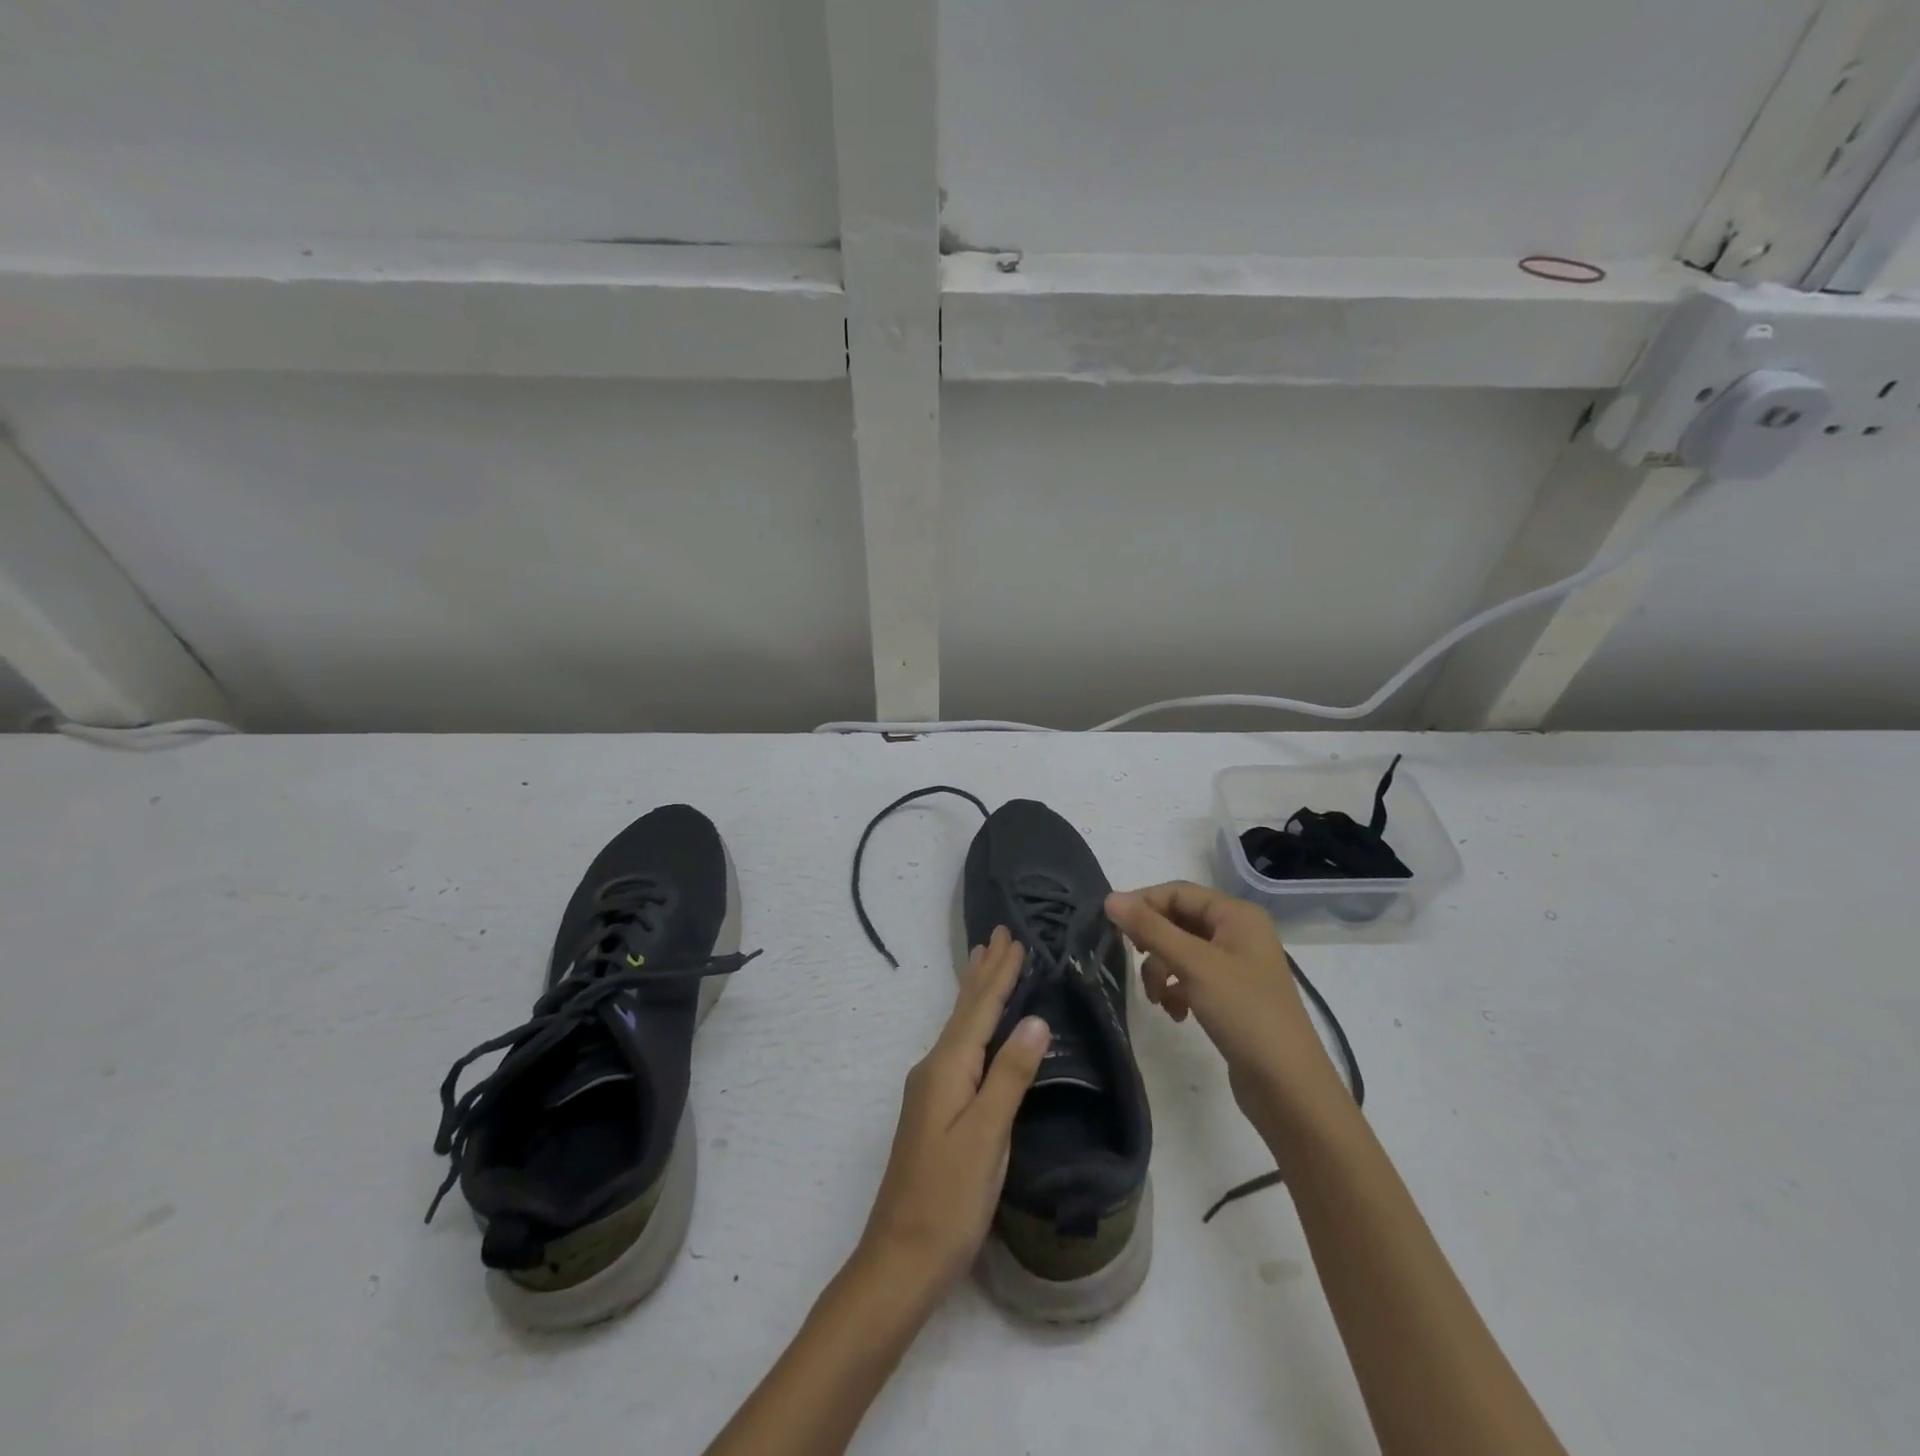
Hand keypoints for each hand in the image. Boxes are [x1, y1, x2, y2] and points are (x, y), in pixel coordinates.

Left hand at [857, 927, 1050, 1295]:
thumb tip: (1035, 1019)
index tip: (1015, 938)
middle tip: (998, 933)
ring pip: (958, 1027)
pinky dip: (971, 1023)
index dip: (999, 974)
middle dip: (984, 972)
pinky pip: (957, 1047)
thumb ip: (1009, 1076)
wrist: (900, 1259)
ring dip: (975, 993)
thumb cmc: (949, 1200)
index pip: (978, 1009)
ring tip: (983, 961)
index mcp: (946, 1069)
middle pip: (963, 1010)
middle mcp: (933, 1069)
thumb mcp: (987, 1137)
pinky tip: (973, 1027)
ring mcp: (929, 1090)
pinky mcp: (933, 1110)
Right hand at [1106, 882, 1343, 1126]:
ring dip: (1161, 970)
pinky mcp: (1231, 995)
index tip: (1112, 927)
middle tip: (1131, 960)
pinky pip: (1191, 977)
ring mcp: (1235, 965)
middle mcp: (1238, 933)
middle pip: (1178, 921)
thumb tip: (1111, 898)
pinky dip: (1176, 990)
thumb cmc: (1244, 1013)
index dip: (1144, 904)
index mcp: (1237, 915)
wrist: (1288, 1087)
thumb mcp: (1194, 965)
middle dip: (1153, 943)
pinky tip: (1175, 1013)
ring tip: (1157, 998)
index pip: (1178, 892)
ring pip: (1181, 951)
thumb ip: (1150, 929)